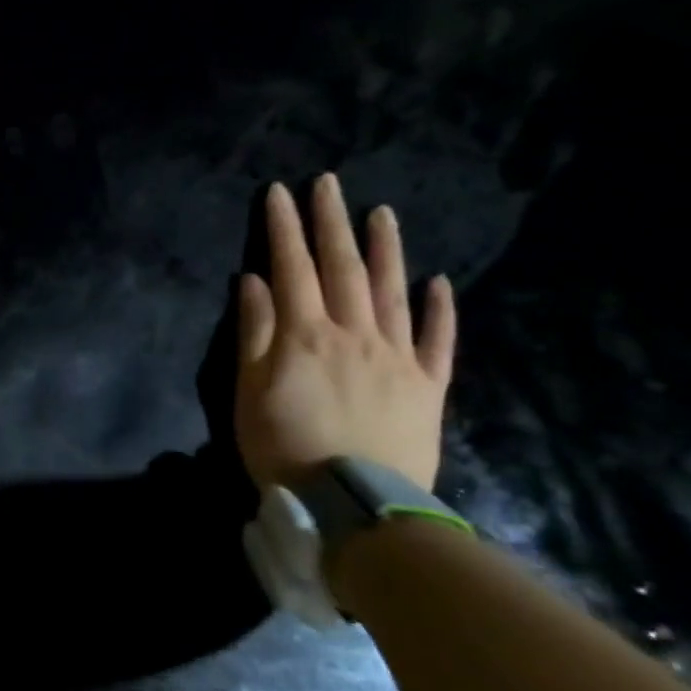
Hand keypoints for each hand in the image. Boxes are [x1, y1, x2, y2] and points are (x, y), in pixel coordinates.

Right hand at [234, 174, 455, 492]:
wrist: (356, 508)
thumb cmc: (285, 447)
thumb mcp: (249, 391)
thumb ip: (254, 332)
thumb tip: (254, 280)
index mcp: (305, 334)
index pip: (291, 267)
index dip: (284, 228)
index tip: (280, 192)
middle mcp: (353, 333)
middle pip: (342, 267)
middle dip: (331, 222)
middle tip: (329, 183)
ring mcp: (396, 357)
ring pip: (392, 291)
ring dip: (385, 249)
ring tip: (381, 213)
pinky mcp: (427, 386)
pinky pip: (438, 341)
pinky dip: (439, 310)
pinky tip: (440, 282)